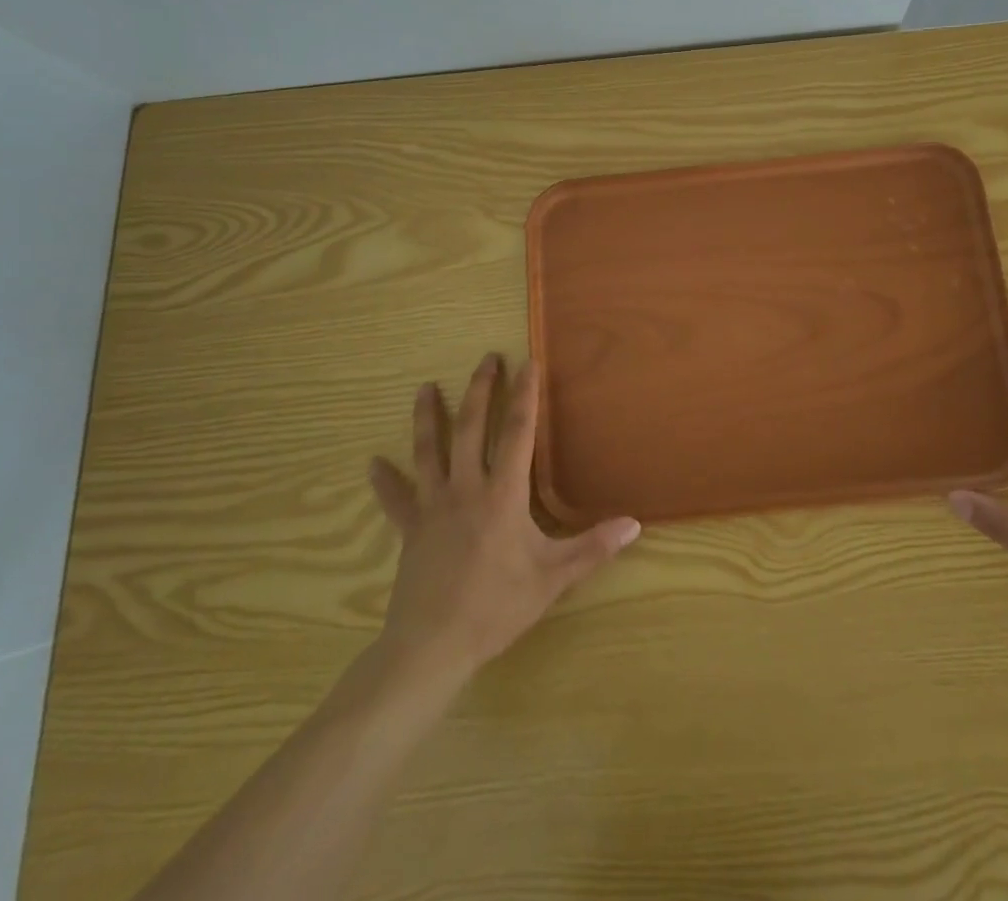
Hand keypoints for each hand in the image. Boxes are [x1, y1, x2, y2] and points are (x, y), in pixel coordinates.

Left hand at [366, 353, 640, 683]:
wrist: (432, 647)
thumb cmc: (496, 607)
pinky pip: (395, 500)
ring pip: (428, 452)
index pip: (517, 432)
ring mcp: (433, 507)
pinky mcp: (410, 530)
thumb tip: (634, 524)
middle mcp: (465, 489)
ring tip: (424, 388)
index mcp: (502, 494)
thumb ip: (593, 548)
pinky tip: (372, 463)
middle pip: (470, 428)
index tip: (528, 362)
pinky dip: (385, 480)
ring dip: (427, 418)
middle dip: (479, 390)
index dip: (524, 395)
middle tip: (486, 359)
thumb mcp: (553, 578)